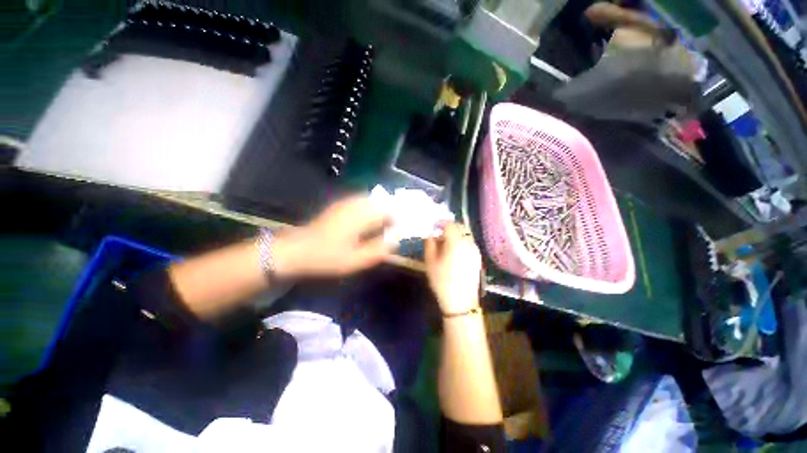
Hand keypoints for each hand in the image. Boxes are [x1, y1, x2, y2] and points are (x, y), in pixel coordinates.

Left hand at [273, 196, 395, 277]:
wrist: (296, 251)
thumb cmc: (327, 257)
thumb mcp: (356, 260)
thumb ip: (379, 250)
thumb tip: (395, 241)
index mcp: (361, 215)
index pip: (389, 210)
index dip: (398, 219)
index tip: (400, 232)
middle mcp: (355, 204)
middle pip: (382, 202)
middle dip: (391, 213)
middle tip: (393, 230)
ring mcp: (346, 203)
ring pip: (372, 201)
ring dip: (380, 211)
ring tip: (382, 227)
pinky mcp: (339, 205)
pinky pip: (361, 202)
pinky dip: (370, 210)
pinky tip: (367, 224)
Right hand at [425, 223, 481, 314]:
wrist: (460, 301)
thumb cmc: (441, 280)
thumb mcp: (430, 261)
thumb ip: (430, 244)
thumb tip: (431, 235)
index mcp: (456, 242)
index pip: (449, 224)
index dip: (440, 223)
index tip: (433, 227)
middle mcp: (469, 243)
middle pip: (460, 227)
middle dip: (448, 228)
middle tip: (438, 235)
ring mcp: (475, 250)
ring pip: (465, 235)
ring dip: (455, 235)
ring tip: (445, 244)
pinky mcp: (478, 258)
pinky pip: (469, 243)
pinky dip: (461, 242)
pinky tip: (454, 253)